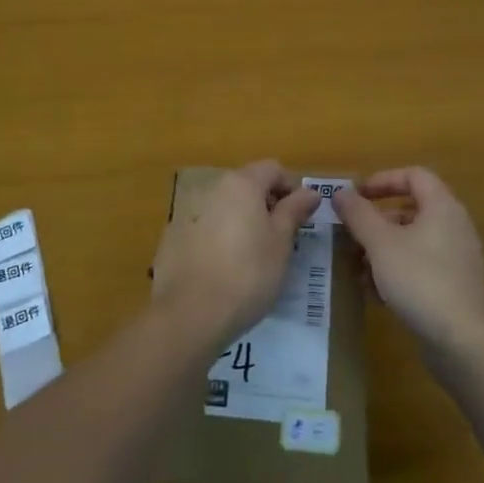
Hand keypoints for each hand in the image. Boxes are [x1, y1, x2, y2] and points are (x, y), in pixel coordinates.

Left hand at [152, 161, 318, 350]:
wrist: (190, 313)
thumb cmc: (248, 274)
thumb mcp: (281, 243)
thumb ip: (294, 211)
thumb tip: (311, 191)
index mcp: (241, 184)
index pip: (272, 169)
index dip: (290, 188)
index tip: (298, 218)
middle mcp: (212, 188)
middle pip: (245, 185)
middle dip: (264, 205)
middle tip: (278, 239)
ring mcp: (187, 212)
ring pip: (223, 207)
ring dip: (240, 221)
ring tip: (250, 257)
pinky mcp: (172, 237)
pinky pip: (202, 227)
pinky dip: (216, 238)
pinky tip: (221, 269)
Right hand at [335, 167, 483, 349]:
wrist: (464, 342)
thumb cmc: (420, 280)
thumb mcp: (380, 243)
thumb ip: (358, 214)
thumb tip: (341, 192)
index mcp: (442, 206)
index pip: (413, 175)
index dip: (383, 180)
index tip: (357, 197)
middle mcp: (454, 226)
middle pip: (411, 209)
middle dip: (377, 220)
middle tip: (351, 234)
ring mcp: (457, 258)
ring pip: (413, 241)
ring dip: (382, 249)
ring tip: (356, 267)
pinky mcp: (455, 287)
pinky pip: (421, 266)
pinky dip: (397, 270)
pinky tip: (375, 293)